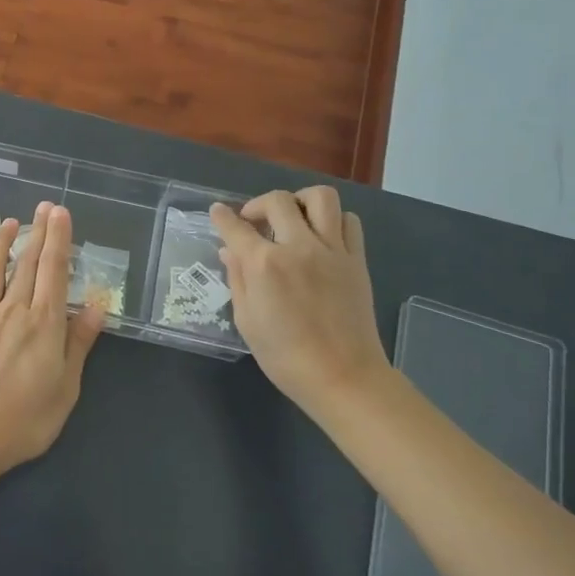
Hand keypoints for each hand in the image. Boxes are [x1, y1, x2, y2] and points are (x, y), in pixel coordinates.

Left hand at [0, 202, 106, 474]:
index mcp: (44, 323)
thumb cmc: (27, 418)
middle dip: (37, 233)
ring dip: (0, 244)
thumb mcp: (67, 386)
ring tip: (8, 223)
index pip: (54, 271)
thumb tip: (98, 305)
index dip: (58, 239)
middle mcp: (13, 311)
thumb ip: (79, 342)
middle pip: (27, 265)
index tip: (60, 213)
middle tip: (43, 207)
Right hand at [211, 188, 391, 416]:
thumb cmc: (285, 357)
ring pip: (320, 198)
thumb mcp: (247, 321)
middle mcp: (298, 247)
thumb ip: (237, 279)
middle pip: (278, 201)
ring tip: (292, 218)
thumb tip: (230, 251)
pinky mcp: (356, 259)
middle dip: (258, 204)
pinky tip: (321, 236)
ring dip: (300, 201)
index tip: (218, 212)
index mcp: (264, 265)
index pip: (235, 227)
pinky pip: (348, 221)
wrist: (343, 377)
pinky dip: (331, 219)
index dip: (222, 217)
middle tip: (254, 221)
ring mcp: (332, 250)